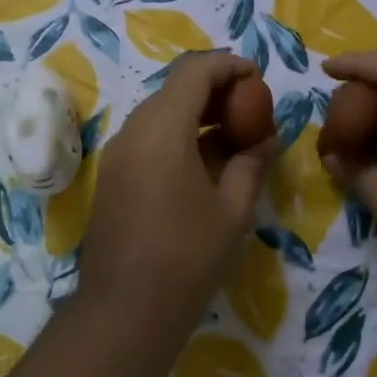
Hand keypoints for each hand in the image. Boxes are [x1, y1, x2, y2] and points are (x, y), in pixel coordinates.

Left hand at [77, 52, 277, 331]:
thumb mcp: (233, 210)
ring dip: (195, 113)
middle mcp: (133, 130)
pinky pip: (147, 138)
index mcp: (162, 128)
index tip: (258, 77)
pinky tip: (203, 161)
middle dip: (214, 88)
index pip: (195, 71)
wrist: (123, 311)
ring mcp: (116, 154)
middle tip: (251, 107)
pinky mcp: (111, 176)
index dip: (228, 65)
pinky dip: (177, 135)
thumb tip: (266, 137)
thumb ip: (252, 163)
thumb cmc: (187, 258)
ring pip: (159, 112)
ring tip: (233, 134)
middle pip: (174, 88)